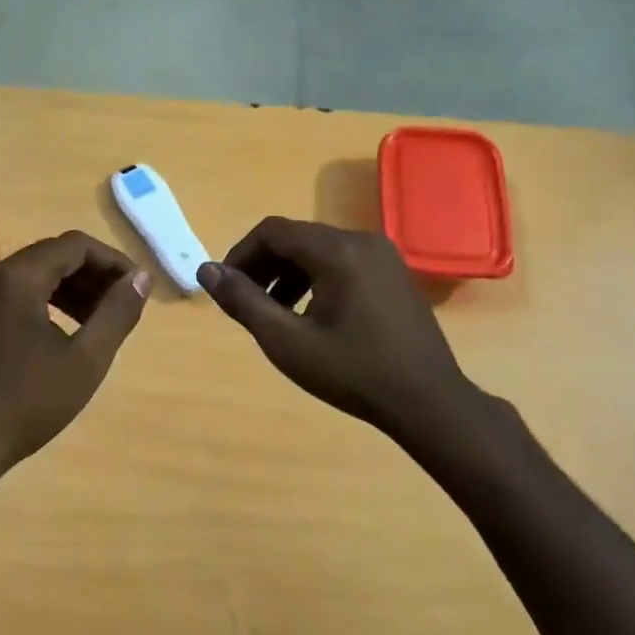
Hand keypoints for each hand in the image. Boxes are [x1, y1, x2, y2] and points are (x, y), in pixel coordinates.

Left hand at [0, 231, 150, 501]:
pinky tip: (63, 334)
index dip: (113, 261)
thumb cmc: (24, 405)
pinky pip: (13, 295)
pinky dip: (44, 303)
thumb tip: (140, 278)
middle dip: (92, 275)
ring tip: (99, 322)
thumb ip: (117, 314)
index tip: (138, 289)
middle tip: (122, 306)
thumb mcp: (84, 361)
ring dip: (70, 289)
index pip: (75, 245)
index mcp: (16, 278)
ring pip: (32, 276)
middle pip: (51, 255)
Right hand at [198, 217, 501, 462]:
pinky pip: (342, 263)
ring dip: (287, 274)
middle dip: (263, 265)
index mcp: (337, 251)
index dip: (240, 254)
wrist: (428, 402)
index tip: (227, 288)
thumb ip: (243, 301)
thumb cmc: (352, 372)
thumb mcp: (286, 341)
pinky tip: (310, 316)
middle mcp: (362, 241)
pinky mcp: (394, 274)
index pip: (272, 231)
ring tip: (273, 313)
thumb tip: (206, 271)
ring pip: (319, 250)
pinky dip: (315, 279)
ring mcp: (384, 256)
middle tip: (246, 303)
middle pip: (296, 238)